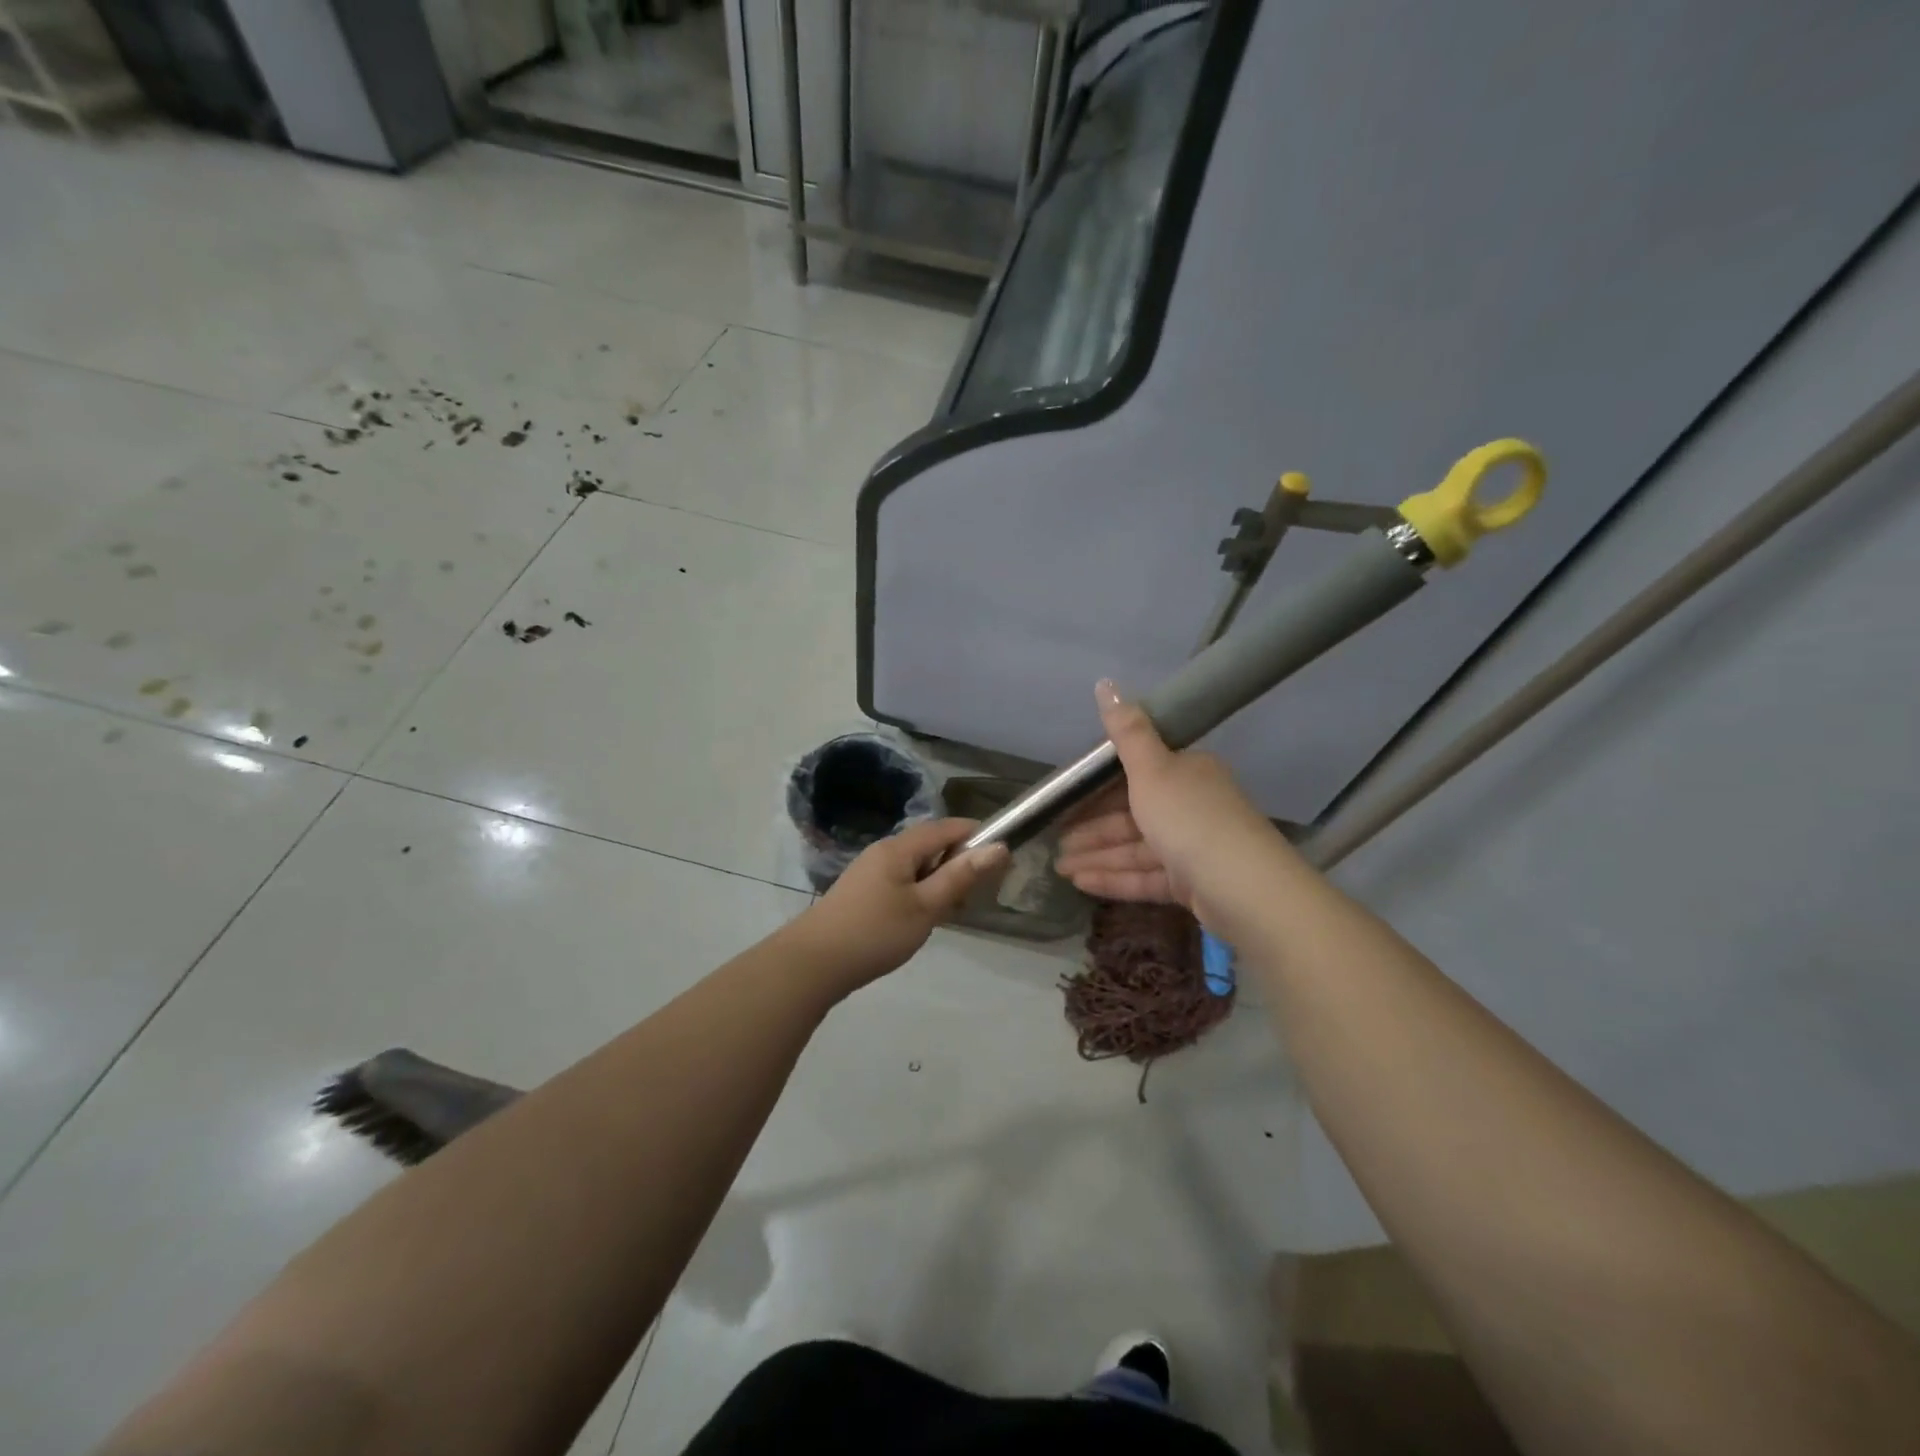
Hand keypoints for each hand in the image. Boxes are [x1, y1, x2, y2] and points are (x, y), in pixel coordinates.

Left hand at [791, 818, 1008, 993]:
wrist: (813, 964)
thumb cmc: (874, 932)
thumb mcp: (925, 906)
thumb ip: (960, 876)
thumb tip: (999, 847)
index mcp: (899, 848)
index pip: (946, 827)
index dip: (976, 835)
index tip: (1002, 856)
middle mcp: (884, 851)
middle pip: (931, 844)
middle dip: (959, 861)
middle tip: (979, 892)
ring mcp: (870, 872)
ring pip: (917, 866)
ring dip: (940, 880)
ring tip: (954, 910)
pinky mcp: (863, 893)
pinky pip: (902, 881)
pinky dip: (921, 892)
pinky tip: (924, 919)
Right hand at [1054, 680, 1293, 932]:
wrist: (1243, 887)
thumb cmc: (1190, 818)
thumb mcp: (1152, 769)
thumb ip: (1126, 732)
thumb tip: (1105, 682)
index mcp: (1186, 772)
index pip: (1136, 774)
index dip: (1098, 787)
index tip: (1066, 798)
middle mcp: (1190, 806)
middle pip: (1132, 814)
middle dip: (1091, 829)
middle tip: (1055, 841)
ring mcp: (1192, 847)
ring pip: (1135, 848)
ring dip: (1097, 856)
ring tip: (1059, 869)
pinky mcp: (1191, 883)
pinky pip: (1145, 876)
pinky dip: (1114, 878)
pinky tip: (1081, 884)